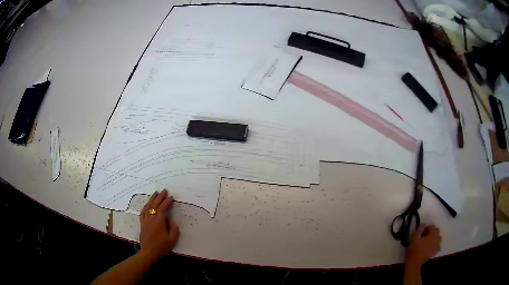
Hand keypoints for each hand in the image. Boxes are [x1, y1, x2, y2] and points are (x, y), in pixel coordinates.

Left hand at [139, 189, 179, 261]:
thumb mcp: (172, 240)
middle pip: (155, 205)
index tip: (171, 197)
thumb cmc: (162, 247)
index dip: (167, 202)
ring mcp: (145, 220)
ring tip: (156, 193)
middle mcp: (151, 218)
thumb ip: (174, 229)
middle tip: (164, 191)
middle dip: (160, 197)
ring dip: (152, 199)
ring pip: (148, 206)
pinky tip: (148, 203)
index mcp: (159, 222)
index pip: (163, 208)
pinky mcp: (142, 223)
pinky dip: (146, 206)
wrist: (149, 252)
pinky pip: (143, 212)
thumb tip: (172, 220)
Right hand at [405, 224, 440, 265]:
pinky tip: (429, 247)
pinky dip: (434, 244)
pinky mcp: (436, 251)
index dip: (426, 228)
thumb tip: (424, 224)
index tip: (420, 233)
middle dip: (431, 232)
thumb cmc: (414, 249)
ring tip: (426, 242)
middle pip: (436, 231)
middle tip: (423, 236)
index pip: (432, 226)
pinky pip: (437, 244)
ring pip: (438, 237)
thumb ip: (420, 228)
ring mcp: (437, 245)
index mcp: (433, 233)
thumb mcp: (414, 237)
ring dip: (433, 237)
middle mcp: (437, 238)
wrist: (414, 262)